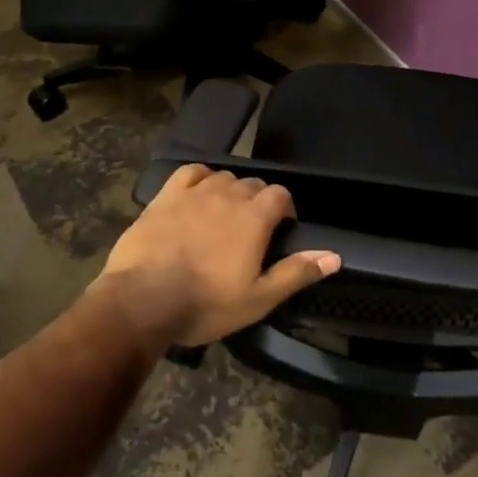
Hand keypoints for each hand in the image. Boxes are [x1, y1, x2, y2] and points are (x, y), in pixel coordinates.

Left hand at [90, 164, 340, 348]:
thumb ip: (296, 273)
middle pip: (253, 184)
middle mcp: (228, 195)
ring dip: (231, 190)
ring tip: (225, 214)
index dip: (285, 208)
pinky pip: (190, 172)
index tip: (282, 228)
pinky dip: (200, 178)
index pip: (281, 195)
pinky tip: (198, 193)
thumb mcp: (258, 299)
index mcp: (254, 218)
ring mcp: (195, 192)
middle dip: (259, 200)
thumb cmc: (205, 304)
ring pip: (224, 177)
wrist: (142, 301)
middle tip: (252, 229)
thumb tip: (335, 256)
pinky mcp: (166, 196)